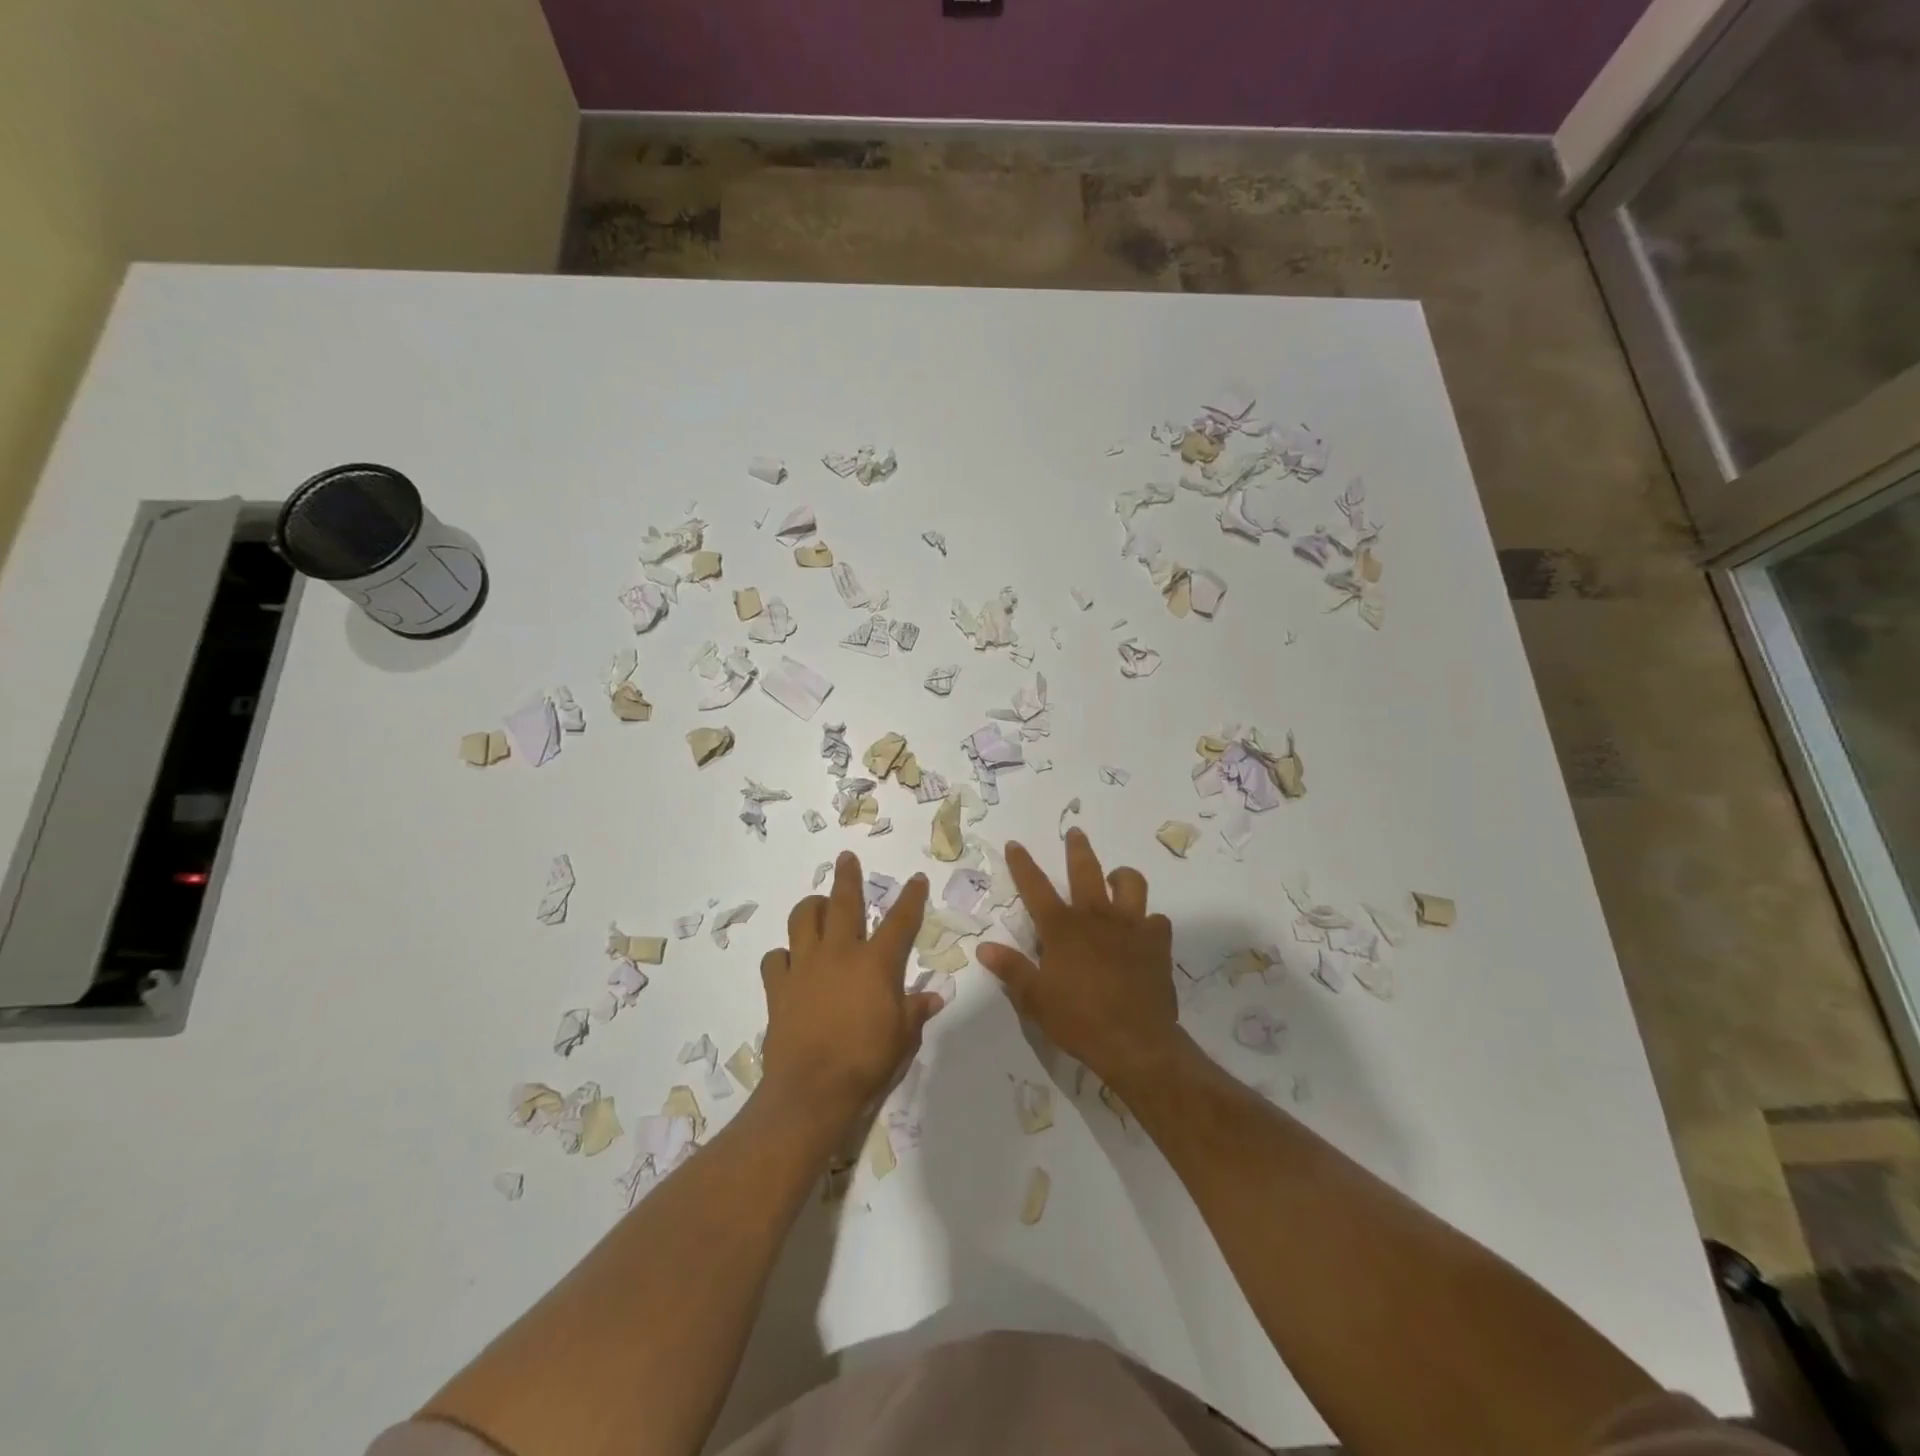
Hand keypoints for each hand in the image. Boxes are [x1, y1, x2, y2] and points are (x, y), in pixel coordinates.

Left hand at [758, 851, 942, 1130]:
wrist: (812, 1090)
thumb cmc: (867, 1062)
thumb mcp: (903, 1038)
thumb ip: (916, 1011)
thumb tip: (934, 997)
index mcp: (876, 963)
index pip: (900, 921)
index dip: (911, 897)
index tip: (916, 879)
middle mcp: (839, 953)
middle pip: (843, 902)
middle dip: (848, 876)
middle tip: (846, 857)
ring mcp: (804, 967)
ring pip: (803, 919)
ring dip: (812, 907)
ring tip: (818, 906)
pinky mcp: (777, 987)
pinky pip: (775, 958)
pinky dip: (783, 955)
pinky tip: (789, 962)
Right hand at [975, 828, 1180, 1087]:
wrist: (1135, 1042)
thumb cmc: (1079, 1020)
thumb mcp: (1035, 999)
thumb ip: (1011, 969)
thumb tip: (984, 948)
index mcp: (1062, 928)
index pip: (1035, 887)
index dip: (1022, 864)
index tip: (1015, 844)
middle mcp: (1096, 917)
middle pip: (1085, 870)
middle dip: (1077, 849)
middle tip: (1075, 833)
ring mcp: (1131, 926)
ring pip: (1130, 883)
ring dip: (1121, 876)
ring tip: (1116, 879)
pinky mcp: (1157, 943)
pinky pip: (1157, 920)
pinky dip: (1149, 921)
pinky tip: (1144, 930)